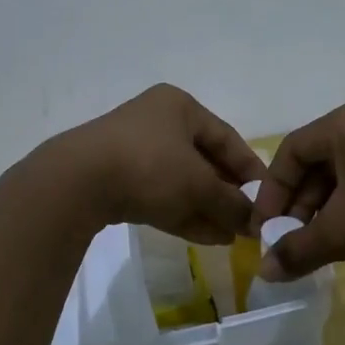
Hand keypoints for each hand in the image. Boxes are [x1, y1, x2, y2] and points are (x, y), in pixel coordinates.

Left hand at [61, 85, 264, 243]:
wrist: (76, 183)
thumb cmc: (149, 167)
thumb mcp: (198, 185)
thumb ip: (231, 203)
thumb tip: (254, 222)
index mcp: (179, 107)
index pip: (227, 138)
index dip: (250, 170)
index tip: (268, 199)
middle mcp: (158, 122)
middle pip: (204, 161)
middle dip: (227, 195)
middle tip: (248, 222)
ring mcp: (134, 151)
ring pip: (182, 182)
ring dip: (208, 208)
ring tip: (232, 237)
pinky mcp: (117, 179)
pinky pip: (160, 195)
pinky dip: (184, 213)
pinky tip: (209, 237)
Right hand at [252, 98, 344, 278]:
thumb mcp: (342, 234)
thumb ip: (298, 249)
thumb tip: (267, 272)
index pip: (291, 152)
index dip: (272, 193)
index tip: (265, 230)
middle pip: (319, 161)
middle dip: (301, 205)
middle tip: (293, 241)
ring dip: (327, 208)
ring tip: (323, 245)